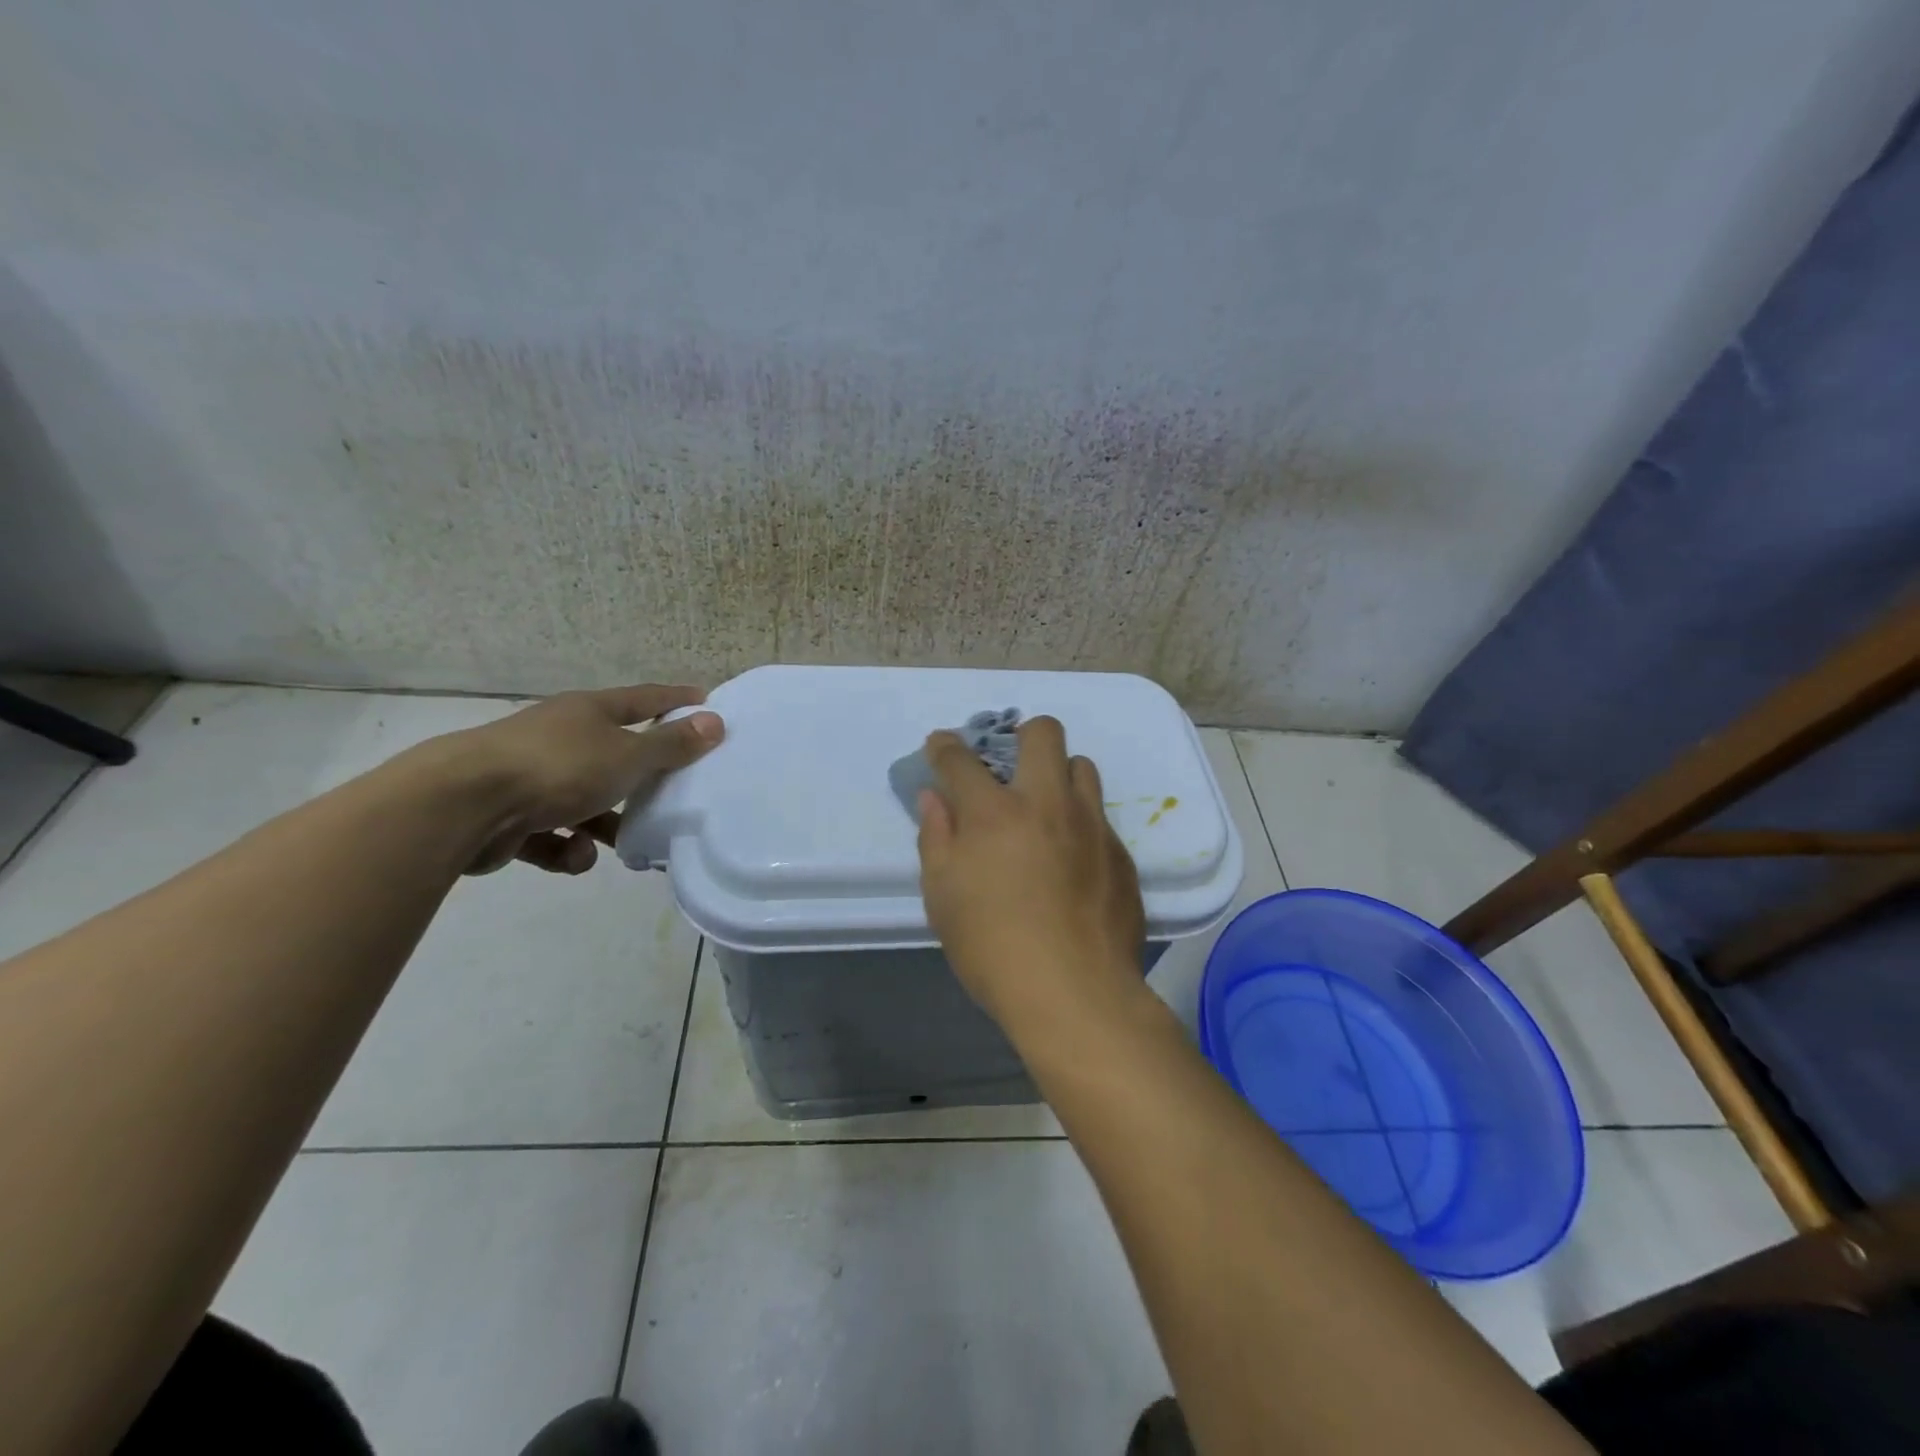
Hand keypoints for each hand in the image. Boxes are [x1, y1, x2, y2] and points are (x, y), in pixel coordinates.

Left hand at [433, 685, 724, 875]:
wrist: (463, 805)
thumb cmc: (558, 768)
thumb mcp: (628, 756)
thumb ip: (672, 744)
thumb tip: (715, 721)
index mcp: (588, 713)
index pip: (644, 699)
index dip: (676, 701)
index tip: (705, 701)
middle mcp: (560, 737)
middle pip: (613, 754)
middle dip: (640, 779)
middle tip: (670, 794)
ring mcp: (531, 776)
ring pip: (583, 800)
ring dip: (604, 824)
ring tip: (621, 844)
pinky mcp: (508, 816)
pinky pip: (553, 833)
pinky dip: (567, 847)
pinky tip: (573, 856)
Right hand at [916, 716, 1145, 1033]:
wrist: (1075, 994)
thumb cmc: (992, 948)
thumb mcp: (942, 897)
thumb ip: (936, 837)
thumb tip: (934, 798)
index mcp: (994, 813)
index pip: (961, 759)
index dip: (945, 746)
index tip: (941, 746)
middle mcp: (1047, 803)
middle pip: (1044, 733)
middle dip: (1022, 735)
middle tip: (1010, 765)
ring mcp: (1091, 825)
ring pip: (1082, 767)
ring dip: (1059, 775)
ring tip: (1045, 810)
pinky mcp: (1120, 852)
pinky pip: (1099, 817)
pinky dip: (1079, 823)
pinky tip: (1071, 862)